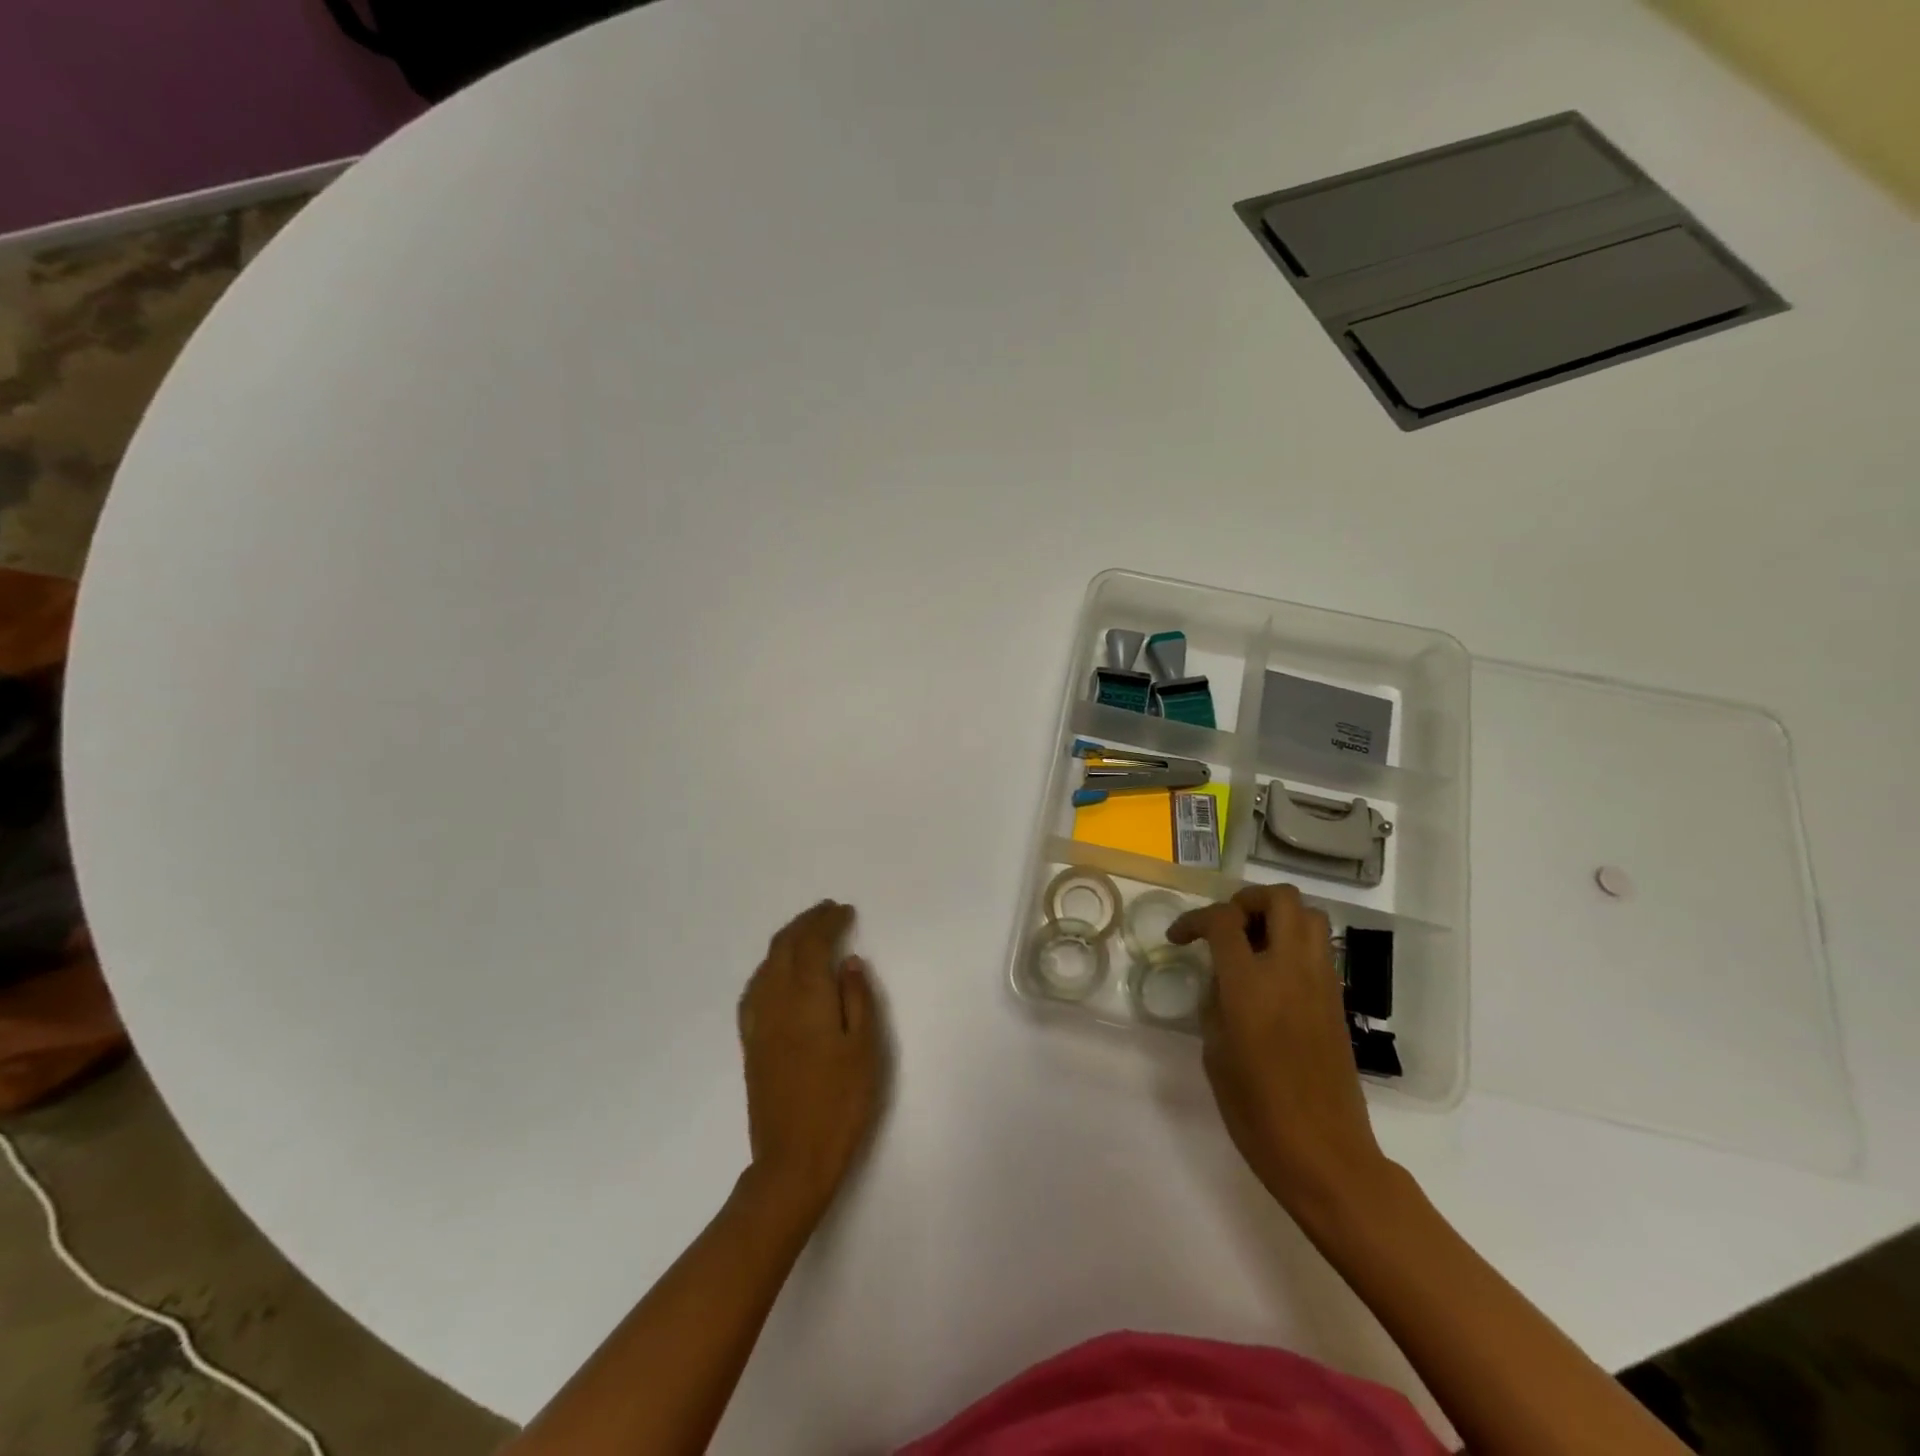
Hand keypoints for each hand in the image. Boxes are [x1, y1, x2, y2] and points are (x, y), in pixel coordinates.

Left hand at [736, 900, 883, 1220]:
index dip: (827, 922)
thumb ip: (858, 999)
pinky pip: (756, 987)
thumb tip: (848, 962)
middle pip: (785, 947)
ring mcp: (758, 1022)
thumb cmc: (840, 1104)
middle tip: (828, 911)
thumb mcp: (865, 1049)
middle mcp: (776, 1000)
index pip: (812, 944)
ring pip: (767, 964)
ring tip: (807, 932)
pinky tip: (778, 973)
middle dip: (806, 923)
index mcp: (806, 997)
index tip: (845, 911)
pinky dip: (770, 966)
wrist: (793, 1161)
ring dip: (787, 940)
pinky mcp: (751, 1042)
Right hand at [1169, 884, 1388, 1214]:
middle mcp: (1291, 970)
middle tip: (1226, 926)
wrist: (1324, 1154)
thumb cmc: (1256, 1111)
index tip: (1179, 938)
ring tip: (1252, 944)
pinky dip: (1295, 942)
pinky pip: (1319, 948)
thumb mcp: (1216, 1052)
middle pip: (1280, 898)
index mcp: (1251, 984)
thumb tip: (1223, 979)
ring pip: (1310, 915)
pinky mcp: (1338, 1001)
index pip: (1223, 920)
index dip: (1194, 919)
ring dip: (1278, 916)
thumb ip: (1216, 1002)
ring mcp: (1321, 983)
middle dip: (1247, 900)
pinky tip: (1273, 974)